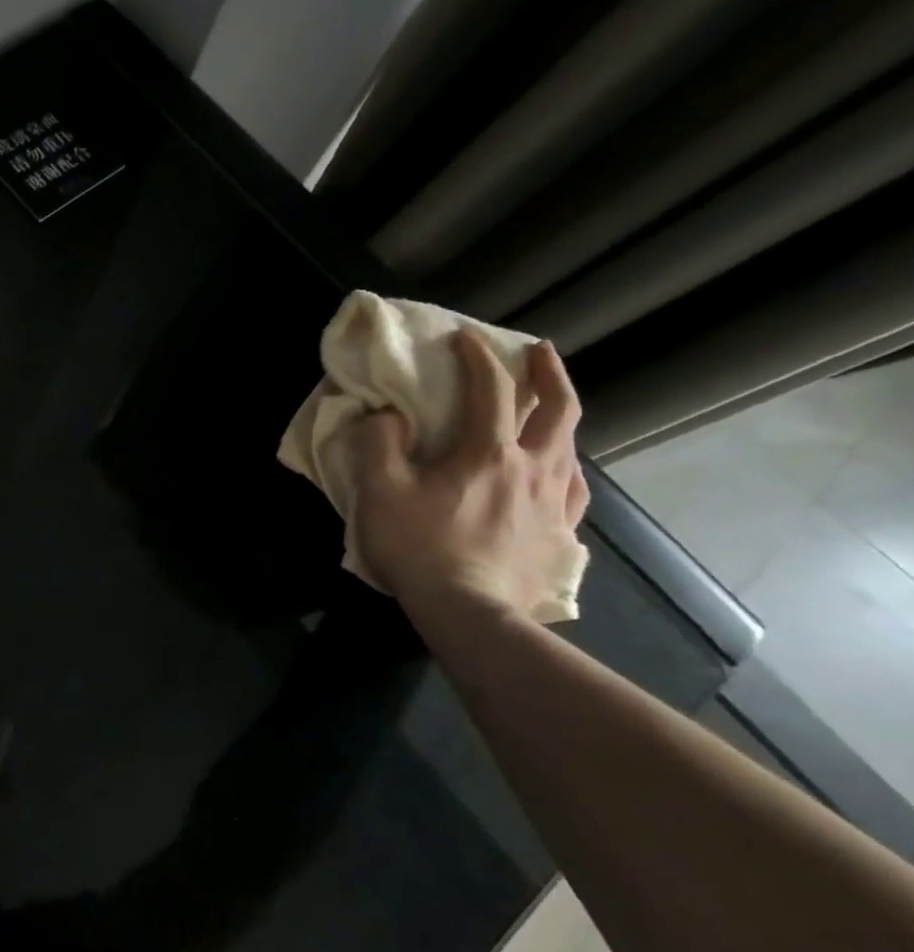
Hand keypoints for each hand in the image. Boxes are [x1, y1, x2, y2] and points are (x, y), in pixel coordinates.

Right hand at [352, 331, 589, 620]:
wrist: (470, 614)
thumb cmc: (420, 547)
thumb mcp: (380, 490)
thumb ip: (379, 443)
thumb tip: (388, 416)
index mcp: (489, 453)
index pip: (491, 390)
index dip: (478, 357)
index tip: (465, 337)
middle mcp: (534, 470)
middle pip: (559, 410)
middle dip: (550, 374)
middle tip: (540, 353)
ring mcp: (555, 506)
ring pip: (572, 449)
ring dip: (561, 420)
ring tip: (547, 414)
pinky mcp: (561, 538)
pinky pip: (573, 491)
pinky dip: (565, 469)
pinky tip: (556, 476)